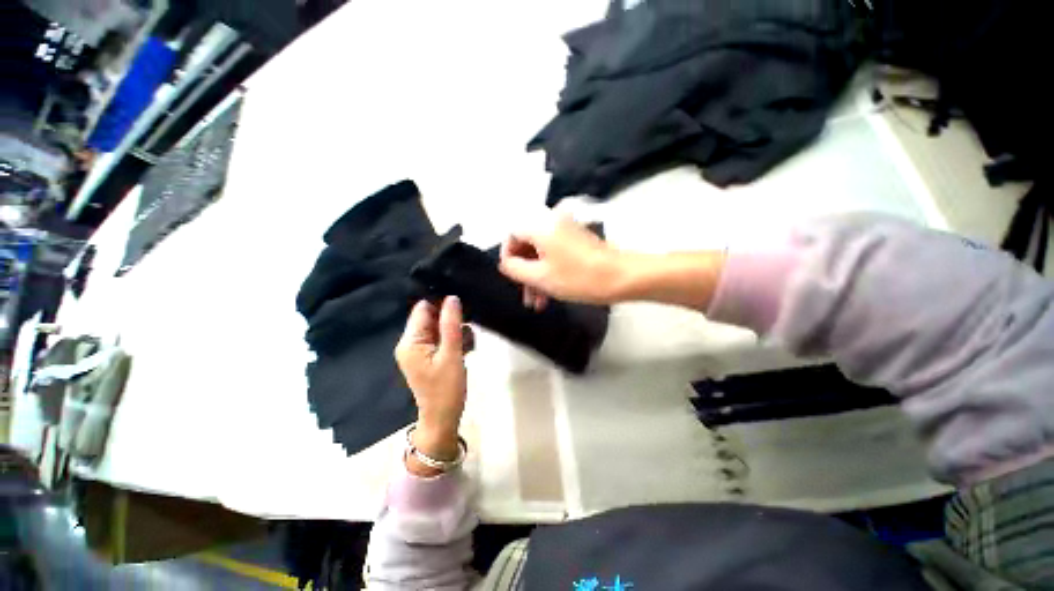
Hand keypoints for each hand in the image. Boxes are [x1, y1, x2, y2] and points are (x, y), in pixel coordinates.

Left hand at [395, 297, 466, 465]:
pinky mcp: (428, 357)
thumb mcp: (451, 354)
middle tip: (468, 329)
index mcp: (410, 342)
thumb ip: (451, 324)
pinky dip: (454, 341)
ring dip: (456, 331)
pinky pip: (441, 340)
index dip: (441, 304)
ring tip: (468, 344)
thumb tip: (452, 298)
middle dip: (452, 320)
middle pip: (432, 318)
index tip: (462, 307)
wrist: (443, 419)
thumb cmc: (446, 389)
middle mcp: (410, 343)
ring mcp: (419, 350)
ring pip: (440, 328)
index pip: (423, 309)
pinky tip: (466, 349)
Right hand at [499, 214, 624, 309]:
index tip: (511, 277)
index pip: (512, 234)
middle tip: (525, 296)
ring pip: (542, 253)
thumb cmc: (578, 277)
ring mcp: (567, 232)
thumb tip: (505, 263)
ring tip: (538, 302)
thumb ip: (515, 269)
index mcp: (541, 226)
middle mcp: (553, 222)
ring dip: (537, 276)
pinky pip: (555, 254)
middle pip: (527, 245)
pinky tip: (550, 294)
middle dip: (524, 272)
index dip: (507, 256)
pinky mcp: (578, 242)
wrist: (622, 277)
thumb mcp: (540, 277)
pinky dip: (550, 271)